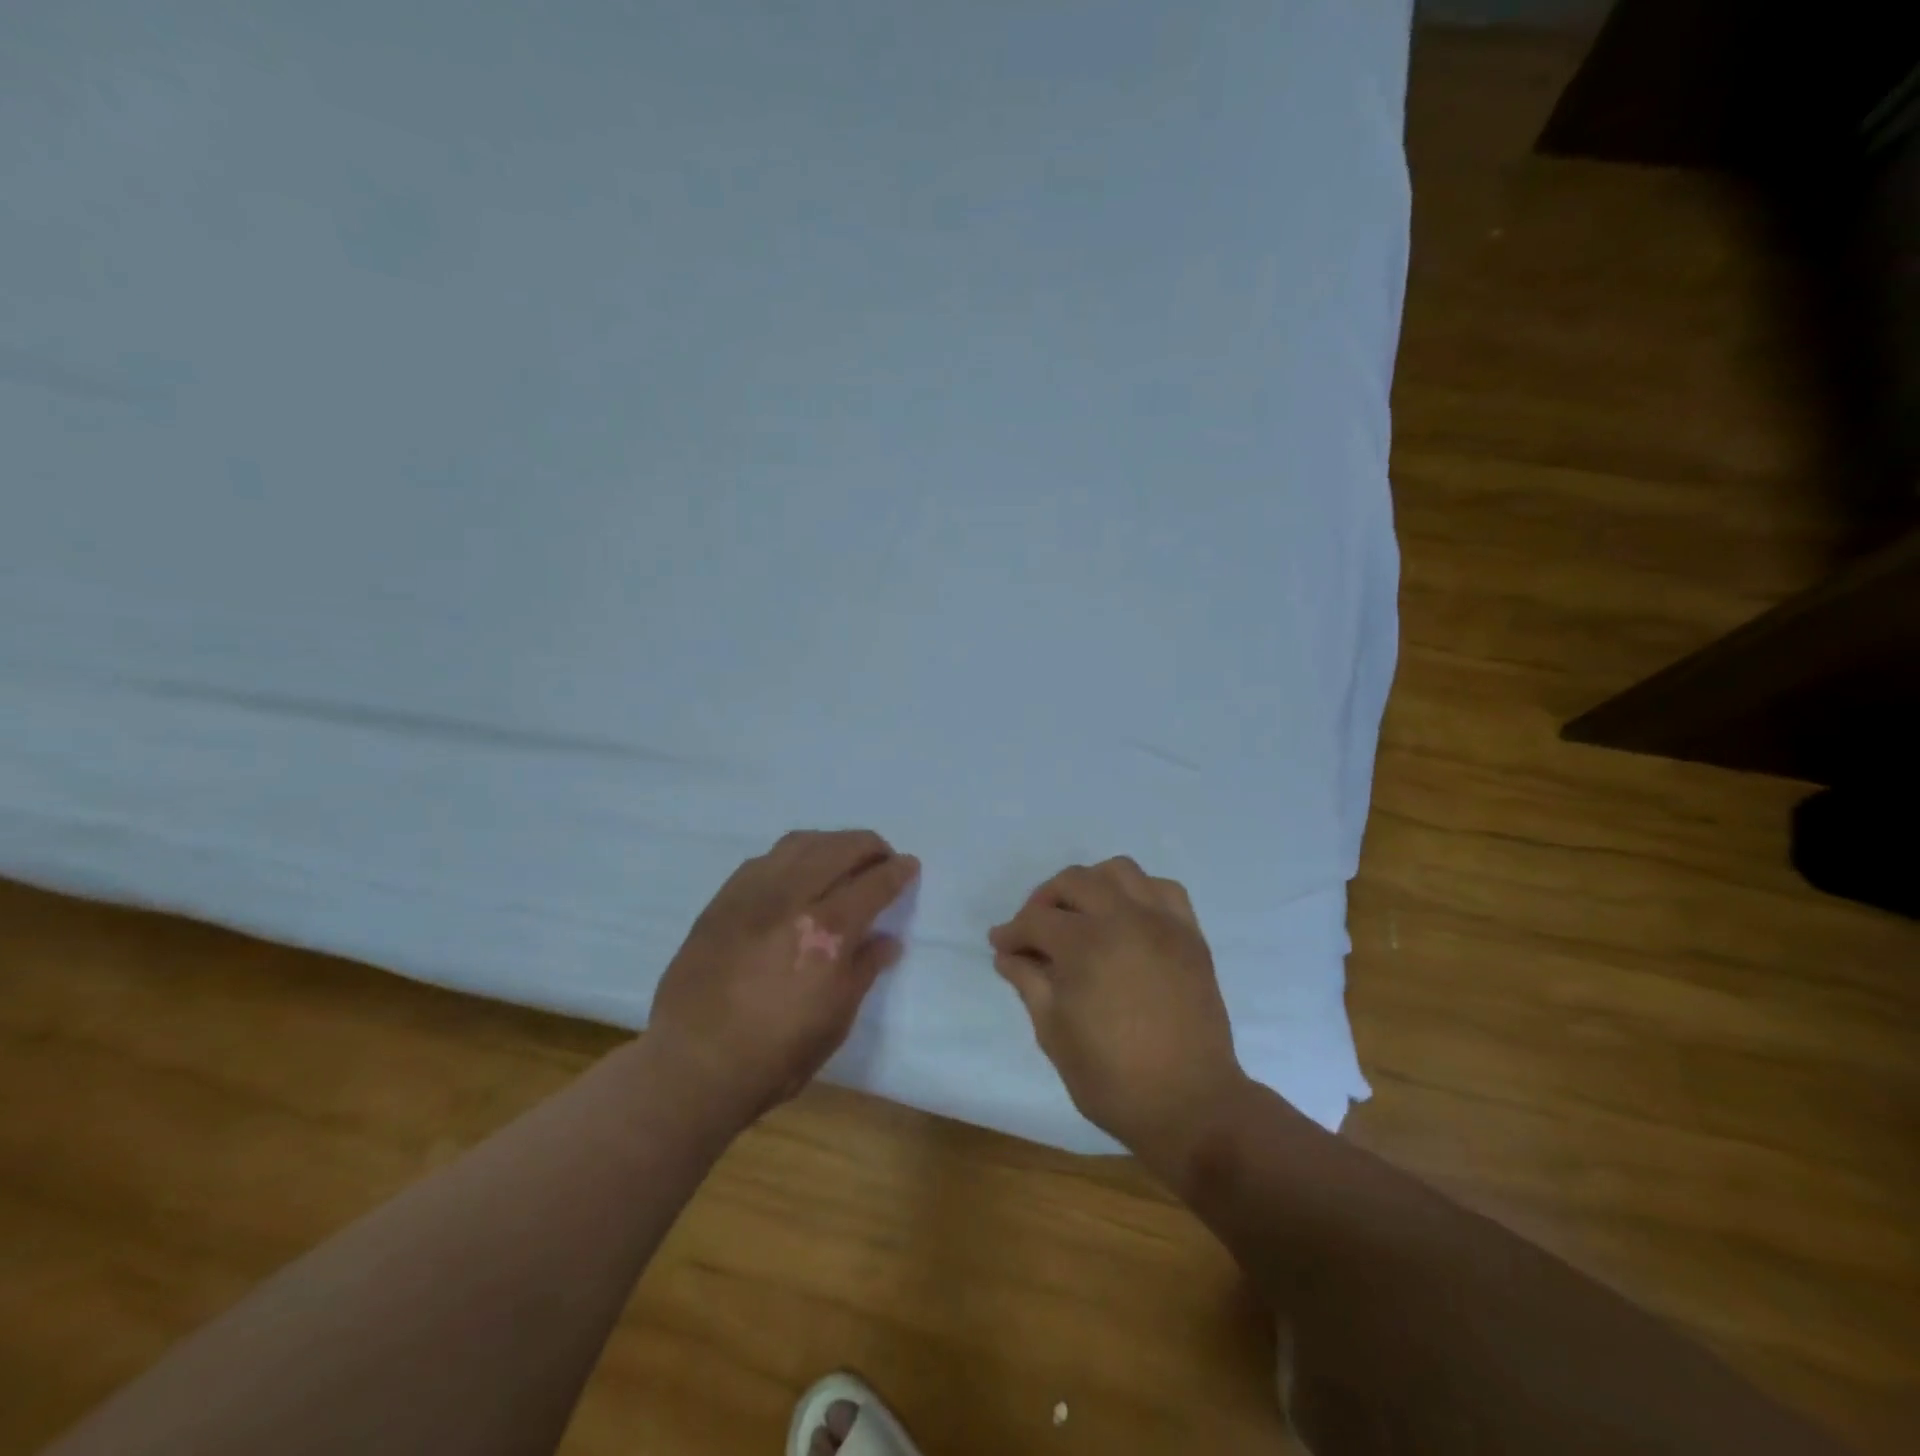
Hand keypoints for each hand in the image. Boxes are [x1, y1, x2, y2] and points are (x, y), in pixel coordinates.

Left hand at [649, 829, 918, 1120]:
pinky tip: (796, 873)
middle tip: (881, 857)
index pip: (874, 883)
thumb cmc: (774, 1057)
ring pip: (800, 843)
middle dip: (869, 846)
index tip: (909, 866)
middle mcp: (792, 900)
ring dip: (831, 842)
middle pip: (839, 848)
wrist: (692, 1065)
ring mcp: (752, 895)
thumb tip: (887, 940)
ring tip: (841, 857)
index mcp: (827, 934)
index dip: (897, 871)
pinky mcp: (722, 900)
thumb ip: (864, 970)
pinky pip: (765, 859)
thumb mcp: (836, 1021)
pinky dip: (792, 856)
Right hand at [989, 857, 1248, 1174]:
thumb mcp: (1054, 1035)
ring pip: (1119, 871)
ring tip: (1081, 915)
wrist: (1192, 1105)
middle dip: (1045, 900)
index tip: (1001, 946)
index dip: (1012, 932)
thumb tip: (1008, 955)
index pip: (1036, 921)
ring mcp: (1163, 923)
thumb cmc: (1114, 1079)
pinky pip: (1163, 889)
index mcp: (1086, 947)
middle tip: (1035, 930)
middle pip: (1074, 881)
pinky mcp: (1191, 934)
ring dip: (1091, 884)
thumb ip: (1029, 984)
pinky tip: (1127, 918)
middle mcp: (1124, 920)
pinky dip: (1139, 892)